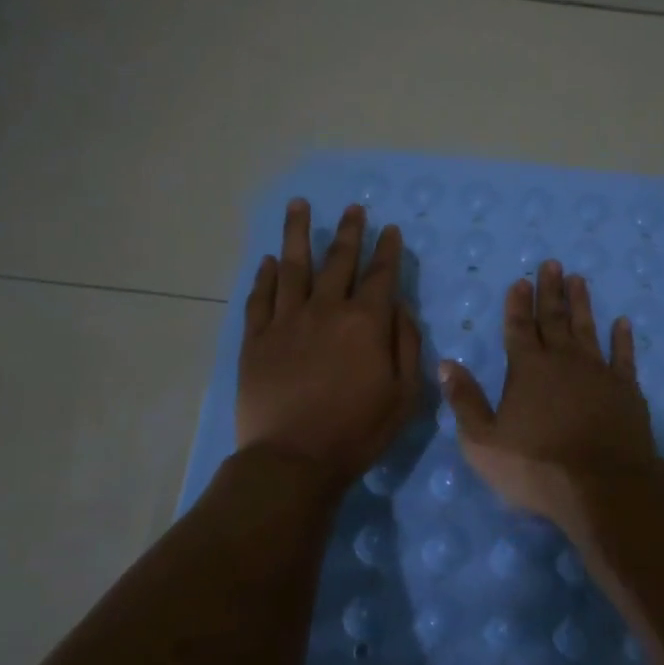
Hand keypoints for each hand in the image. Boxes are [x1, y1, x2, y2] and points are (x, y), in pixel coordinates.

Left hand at [236, 200, 423, 486]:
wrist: (292, 459)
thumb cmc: (357, 431)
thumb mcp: (404, 395)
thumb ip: (406, 345)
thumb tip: (400, 309)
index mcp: (365, 323)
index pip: (380, 275)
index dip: (387, 251)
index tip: (390, 230)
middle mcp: (325, 310)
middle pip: (338, 260)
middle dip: (349, 232)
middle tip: (353, 208)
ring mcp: (287, 321)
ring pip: (293, 266)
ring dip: (297, 234)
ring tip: (299, 205)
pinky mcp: (256, 339)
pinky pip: (261, 298)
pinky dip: (265, 276)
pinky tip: (269, 260)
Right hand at [437, 260, 656, 527]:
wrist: (603, 487)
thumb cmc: (536, 466)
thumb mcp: (483, 441)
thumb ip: (465, 400)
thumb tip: (447, 363)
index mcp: (527, 369)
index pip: (519, 327)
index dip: (518, 304)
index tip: (520, 280)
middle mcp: (563, 360)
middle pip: (554, 318)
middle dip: (550, 291)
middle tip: (552, 264)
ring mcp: (598, 372)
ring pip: (587, 328)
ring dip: (581, 303)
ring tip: (579, 279)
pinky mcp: (626, 389)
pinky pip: (623, 356)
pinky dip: (622, 338)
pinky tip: (622, 322)